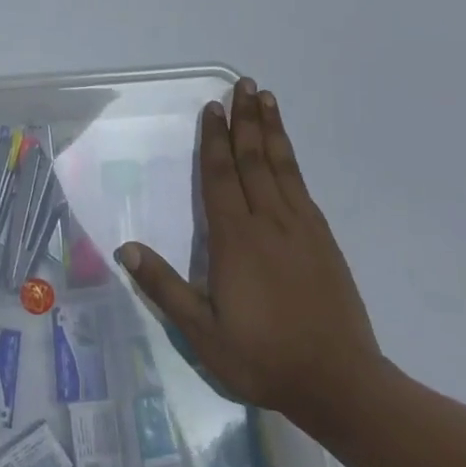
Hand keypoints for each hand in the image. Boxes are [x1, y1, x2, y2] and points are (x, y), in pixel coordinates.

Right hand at [116, 78, 385, 439]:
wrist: (340, 383)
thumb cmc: (263, 357)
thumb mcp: (203, 333)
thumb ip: (164, 288)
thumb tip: (125, 248)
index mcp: (236, 239)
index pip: (221, 177)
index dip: (215, 140)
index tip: (213, 107)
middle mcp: (269, 222)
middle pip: (253, 159)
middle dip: (245, 119)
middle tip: (242, 83)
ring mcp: (301, 228)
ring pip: (281, 166)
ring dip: (271, 129)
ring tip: (266, 98)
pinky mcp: (323, 240)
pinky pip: (302, 186)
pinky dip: (291, 159)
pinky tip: (286, 151)